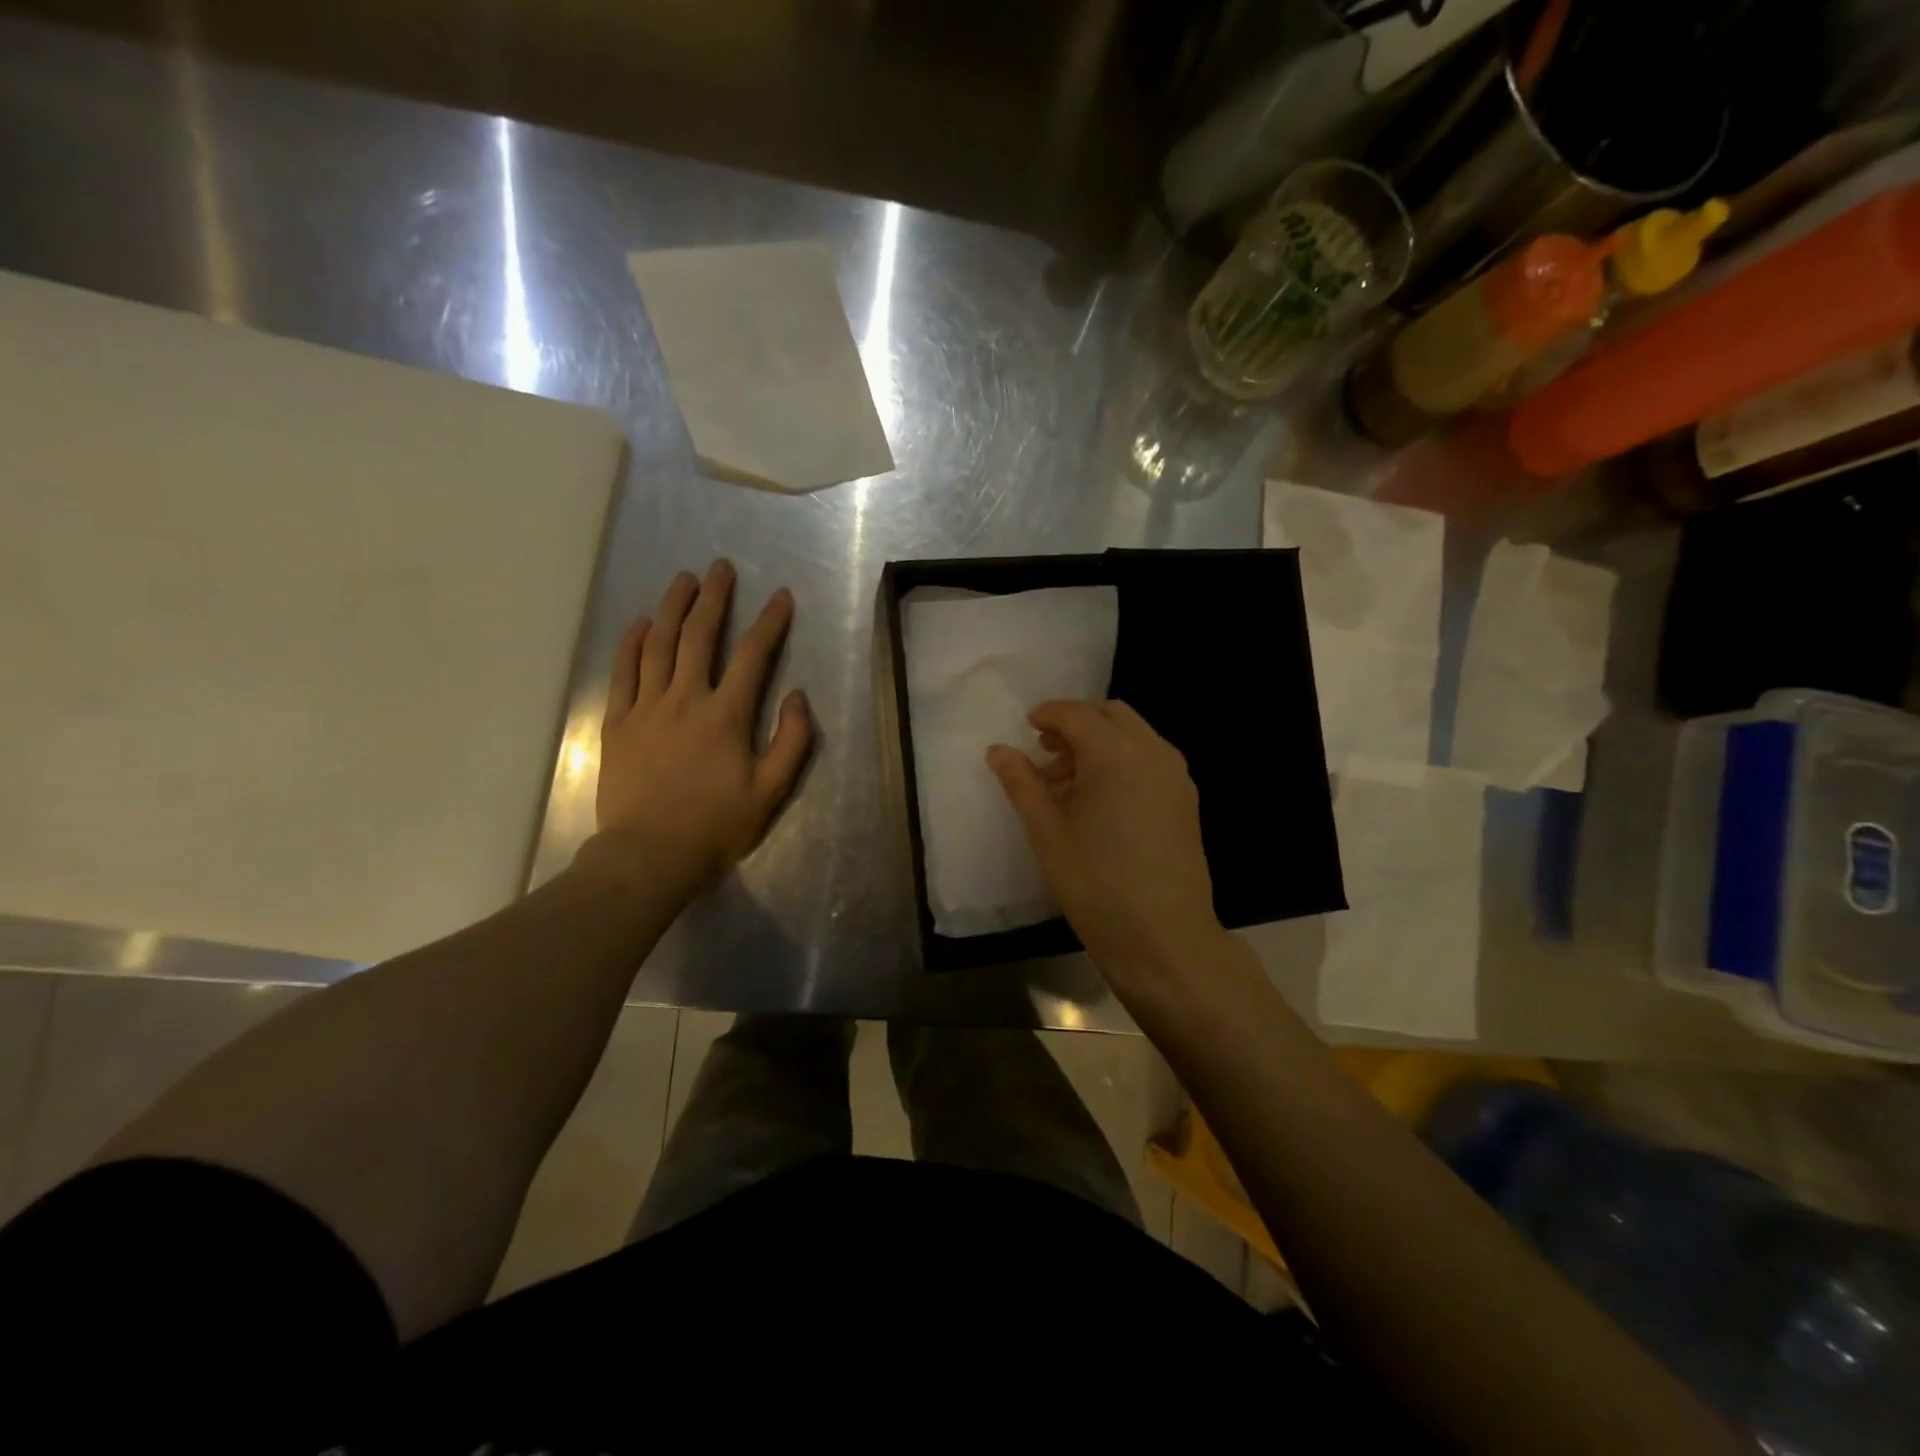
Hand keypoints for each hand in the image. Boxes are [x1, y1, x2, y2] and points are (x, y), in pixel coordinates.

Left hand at [579, 559, 811, 906]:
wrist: (649, 854)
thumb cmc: (715, 825)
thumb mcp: (771, 791)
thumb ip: (791, 741)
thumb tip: (797, 696)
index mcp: (726, 715)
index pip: (753, 655)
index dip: (769, 622)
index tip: (780, 596)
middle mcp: (686, 699)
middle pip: (699, 636)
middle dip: (714, 598)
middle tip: (720, 568)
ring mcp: (646, 708)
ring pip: (658, 645)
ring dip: (672, 608)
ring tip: (683, 579)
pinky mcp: (617, 723)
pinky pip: (623, 673)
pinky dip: (631, 643)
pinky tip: (640, 622)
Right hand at [987, 700, 1224, 986]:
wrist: (1164, 937)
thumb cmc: (1095, 882)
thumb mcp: (1047, 831)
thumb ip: (1022, 783)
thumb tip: (998, 750)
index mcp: (1116, 754)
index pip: (1078, 715)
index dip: (1049, 714)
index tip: (1027, 726)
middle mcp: (1153, 754)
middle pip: (1112, 716)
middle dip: (1077, 724)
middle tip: (1046, 752)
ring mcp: (1176, 777)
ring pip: (1134, 738)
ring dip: (1100, 744)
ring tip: (1067, 785)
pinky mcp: (1186, 802)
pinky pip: (1150, 762)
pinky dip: (1122, 763)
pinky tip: (1100, 802)